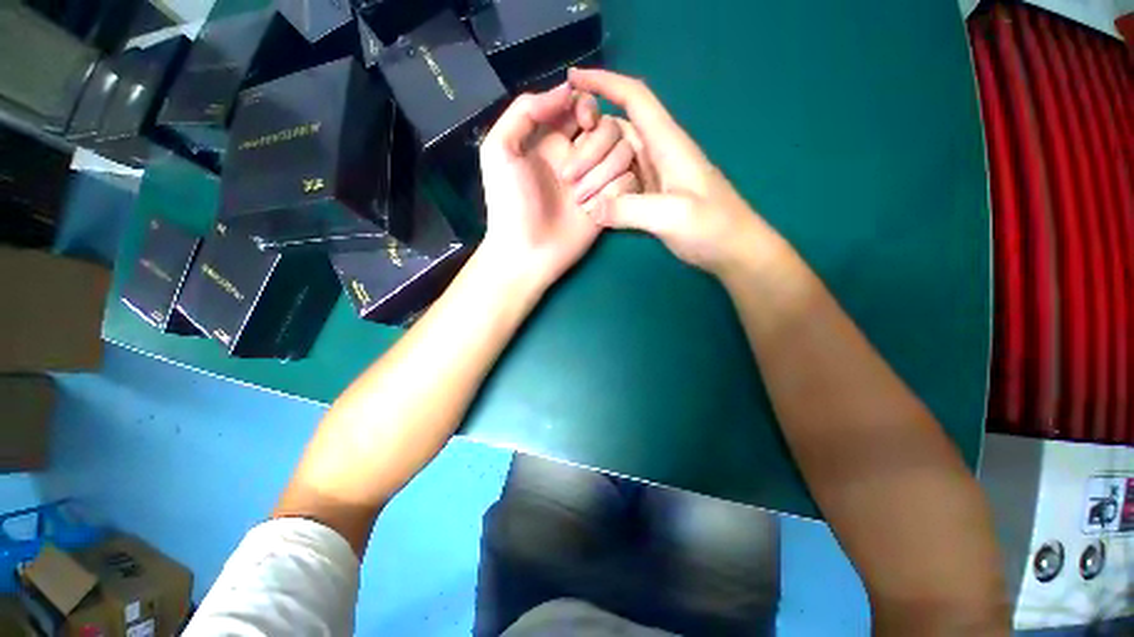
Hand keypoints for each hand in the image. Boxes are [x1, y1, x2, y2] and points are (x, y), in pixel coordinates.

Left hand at [479, 83, 639, 289]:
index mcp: (554, 138)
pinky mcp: (610, 202)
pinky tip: (591, 211)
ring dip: (602, 174)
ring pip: (624, 153)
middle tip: (567, 178)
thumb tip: (567, 89)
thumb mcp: (500, 150)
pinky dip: (613, 193)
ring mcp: (597, 179)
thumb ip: (526, 110)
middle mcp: (580, 154)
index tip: (584, 122)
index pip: (585, 105)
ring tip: (577, 200)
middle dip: (593, 148)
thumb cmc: (510, 203)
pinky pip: (629, 182)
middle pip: (610, 127)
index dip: (588, 107)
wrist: (528, 251)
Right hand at [568, 68, 777, 277]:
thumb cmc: (712, 228)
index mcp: (668, 143)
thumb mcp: (672, 216)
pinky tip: (591, 208)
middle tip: (567, 178)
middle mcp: (658, 153)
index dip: (605, 82)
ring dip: (594, 175)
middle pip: (616, 134)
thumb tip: (592, 209)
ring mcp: (654, 176)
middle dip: (588, 149)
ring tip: (576, 198)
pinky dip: (604, 193)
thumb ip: (630, 210)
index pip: (635, 98)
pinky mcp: (650, 197)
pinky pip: (620, 185)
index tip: (573, 77)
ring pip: (614, 161)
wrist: (732, 250)